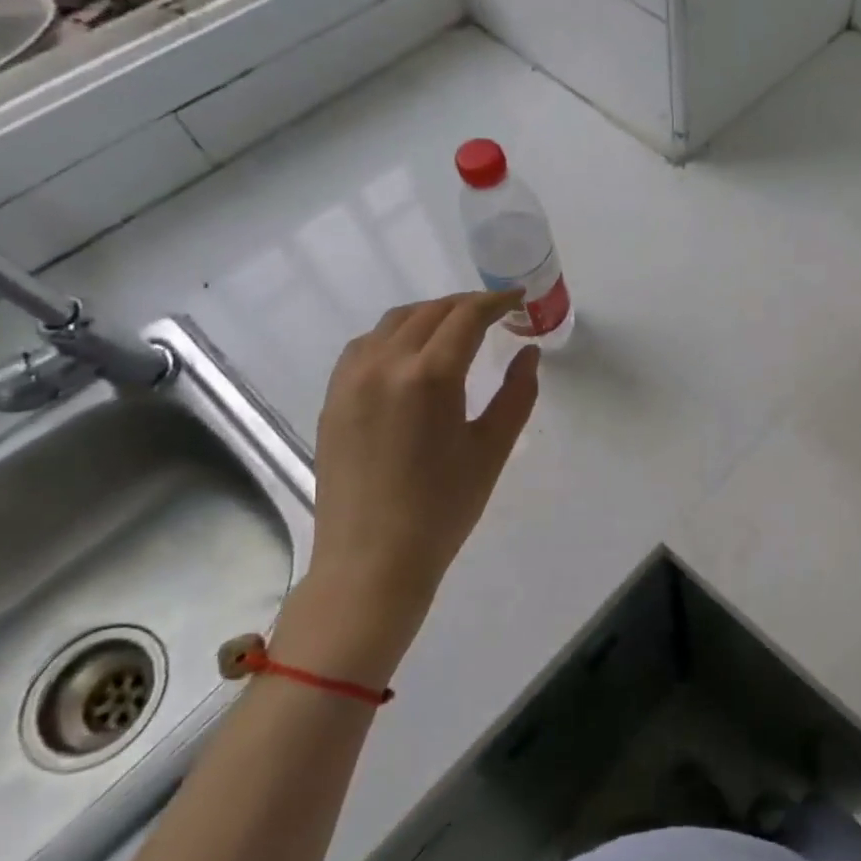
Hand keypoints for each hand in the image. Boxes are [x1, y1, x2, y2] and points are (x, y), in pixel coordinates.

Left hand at [283, 291, 538, 681]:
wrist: (371, 561)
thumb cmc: (443, 509)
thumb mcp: (492, 449)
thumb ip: (517, 394)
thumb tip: (528, 354)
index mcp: (429, 376)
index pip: (466, 317)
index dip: (496, 302)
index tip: (518, 299)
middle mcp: (384, 365)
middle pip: (429, 312)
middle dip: (466, 305)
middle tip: (496, 314)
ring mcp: (350, 380)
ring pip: (392, 323)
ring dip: (429, 315)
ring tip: (456, 329)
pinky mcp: (332, 399)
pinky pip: (364, 346)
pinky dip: (394, 335)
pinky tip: (410, 354)